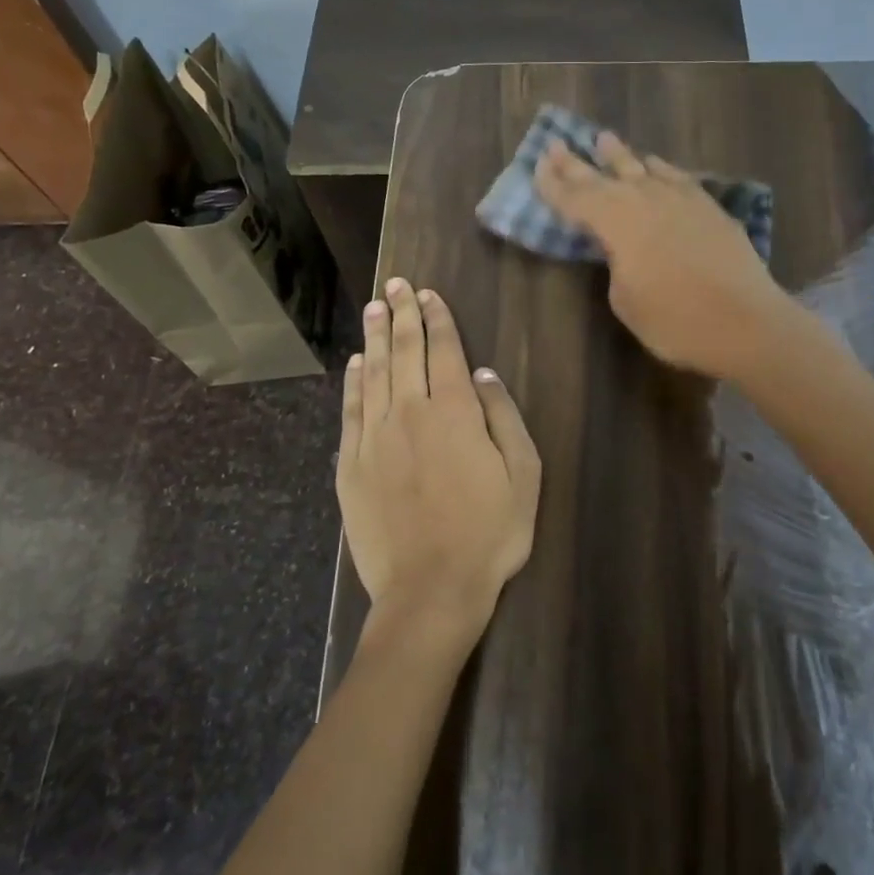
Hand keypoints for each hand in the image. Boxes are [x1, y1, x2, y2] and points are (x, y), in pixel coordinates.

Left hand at [336, 279, 540, 650]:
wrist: (430, 589)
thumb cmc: (489, 533)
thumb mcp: (523, 475)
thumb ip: (502, 418)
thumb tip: (482, 375)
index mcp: (454, 412)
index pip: (443, 350)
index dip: (436, 319)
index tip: (427, 294)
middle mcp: (409, 412)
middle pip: (404, 351)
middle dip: (401, 314)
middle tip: (395, 285)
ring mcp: (374, 438)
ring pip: (374, 373)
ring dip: (375, 337)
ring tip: (373, 307)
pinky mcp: (351, 465)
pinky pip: (351, 411)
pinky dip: (353, 382)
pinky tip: (355, 364)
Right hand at [533, 130, 792, 381]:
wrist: (746, 322)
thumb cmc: (675, 321)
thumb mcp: (626, 300)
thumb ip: (617, 263)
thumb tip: (623, 248)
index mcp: (615, 222)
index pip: (575, 198)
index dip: (553, 185)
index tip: (537, 166)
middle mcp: (645, 199)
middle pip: (602, 176)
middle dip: (576, 162)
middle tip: (555, 143)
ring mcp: (680, 199)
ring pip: (642, 168)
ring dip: (619, 156)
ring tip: (603, 139)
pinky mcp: (709, 208)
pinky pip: (676, 177)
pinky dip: (660, 169)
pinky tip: (655, 165)